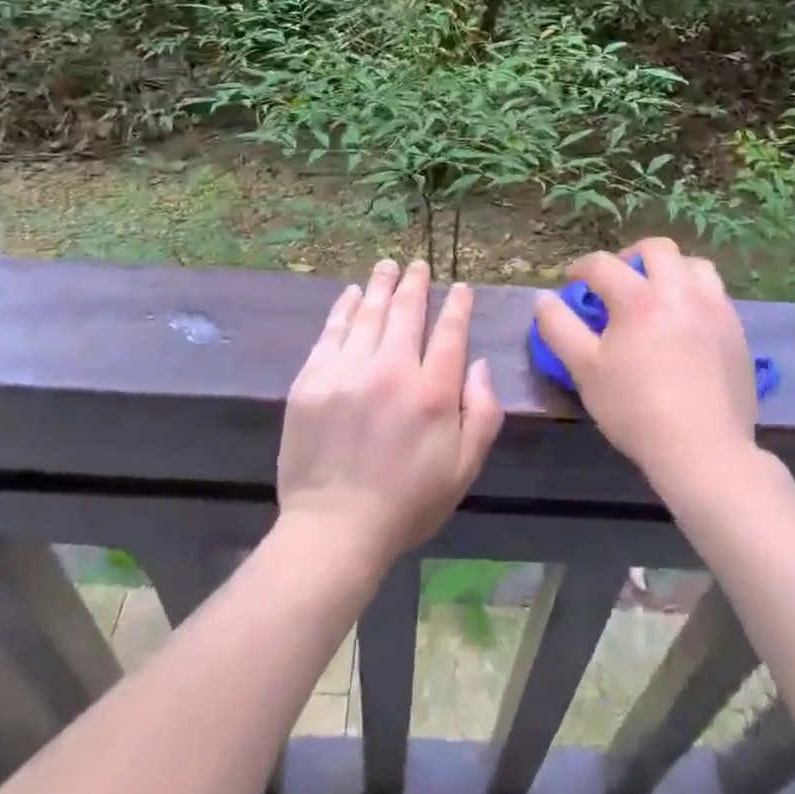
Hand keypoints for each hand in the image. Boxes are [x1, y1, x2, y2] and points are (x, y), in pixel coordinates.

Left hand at [277, 259, 503, 566]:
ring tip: (387, 266)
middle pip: (406, 311)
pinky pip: (331, 332)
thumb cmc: (408, 502)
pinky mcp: (312, 380)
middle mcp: (391, 370)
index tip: (460, 288)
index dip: (457, 305)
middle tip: (418, 265)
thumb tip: (479, 364)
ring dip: (380, 285)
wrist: (334, 528)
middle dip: (415, 283)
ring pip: (368, 313)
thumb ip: (482, 411)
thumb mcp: (464, 467)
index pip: (450, 332)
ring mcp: (347, 371)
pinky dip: (343, 308)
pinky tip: (350, 294)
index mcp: (432, 391)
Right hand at [533, 237, 757, 497]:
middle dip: (631, 256)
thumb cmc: (636, 409)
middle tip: (618, 281)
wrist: (703, 450)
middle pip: (657, 249)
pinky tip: (685, 324)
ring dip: (671, 270)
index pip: (603, 264)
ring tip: (658, 295)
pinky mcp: (737, 331)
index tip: (573, 283)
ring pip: (694, 266)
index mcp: (639, 297)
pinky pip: (715, 295)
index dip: (581, 268)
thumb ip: (559, 327)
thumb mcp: (584, 369)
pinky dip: (695, 295)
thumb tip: (543, 298)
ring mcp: (715, 309)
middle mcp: (680, 291)